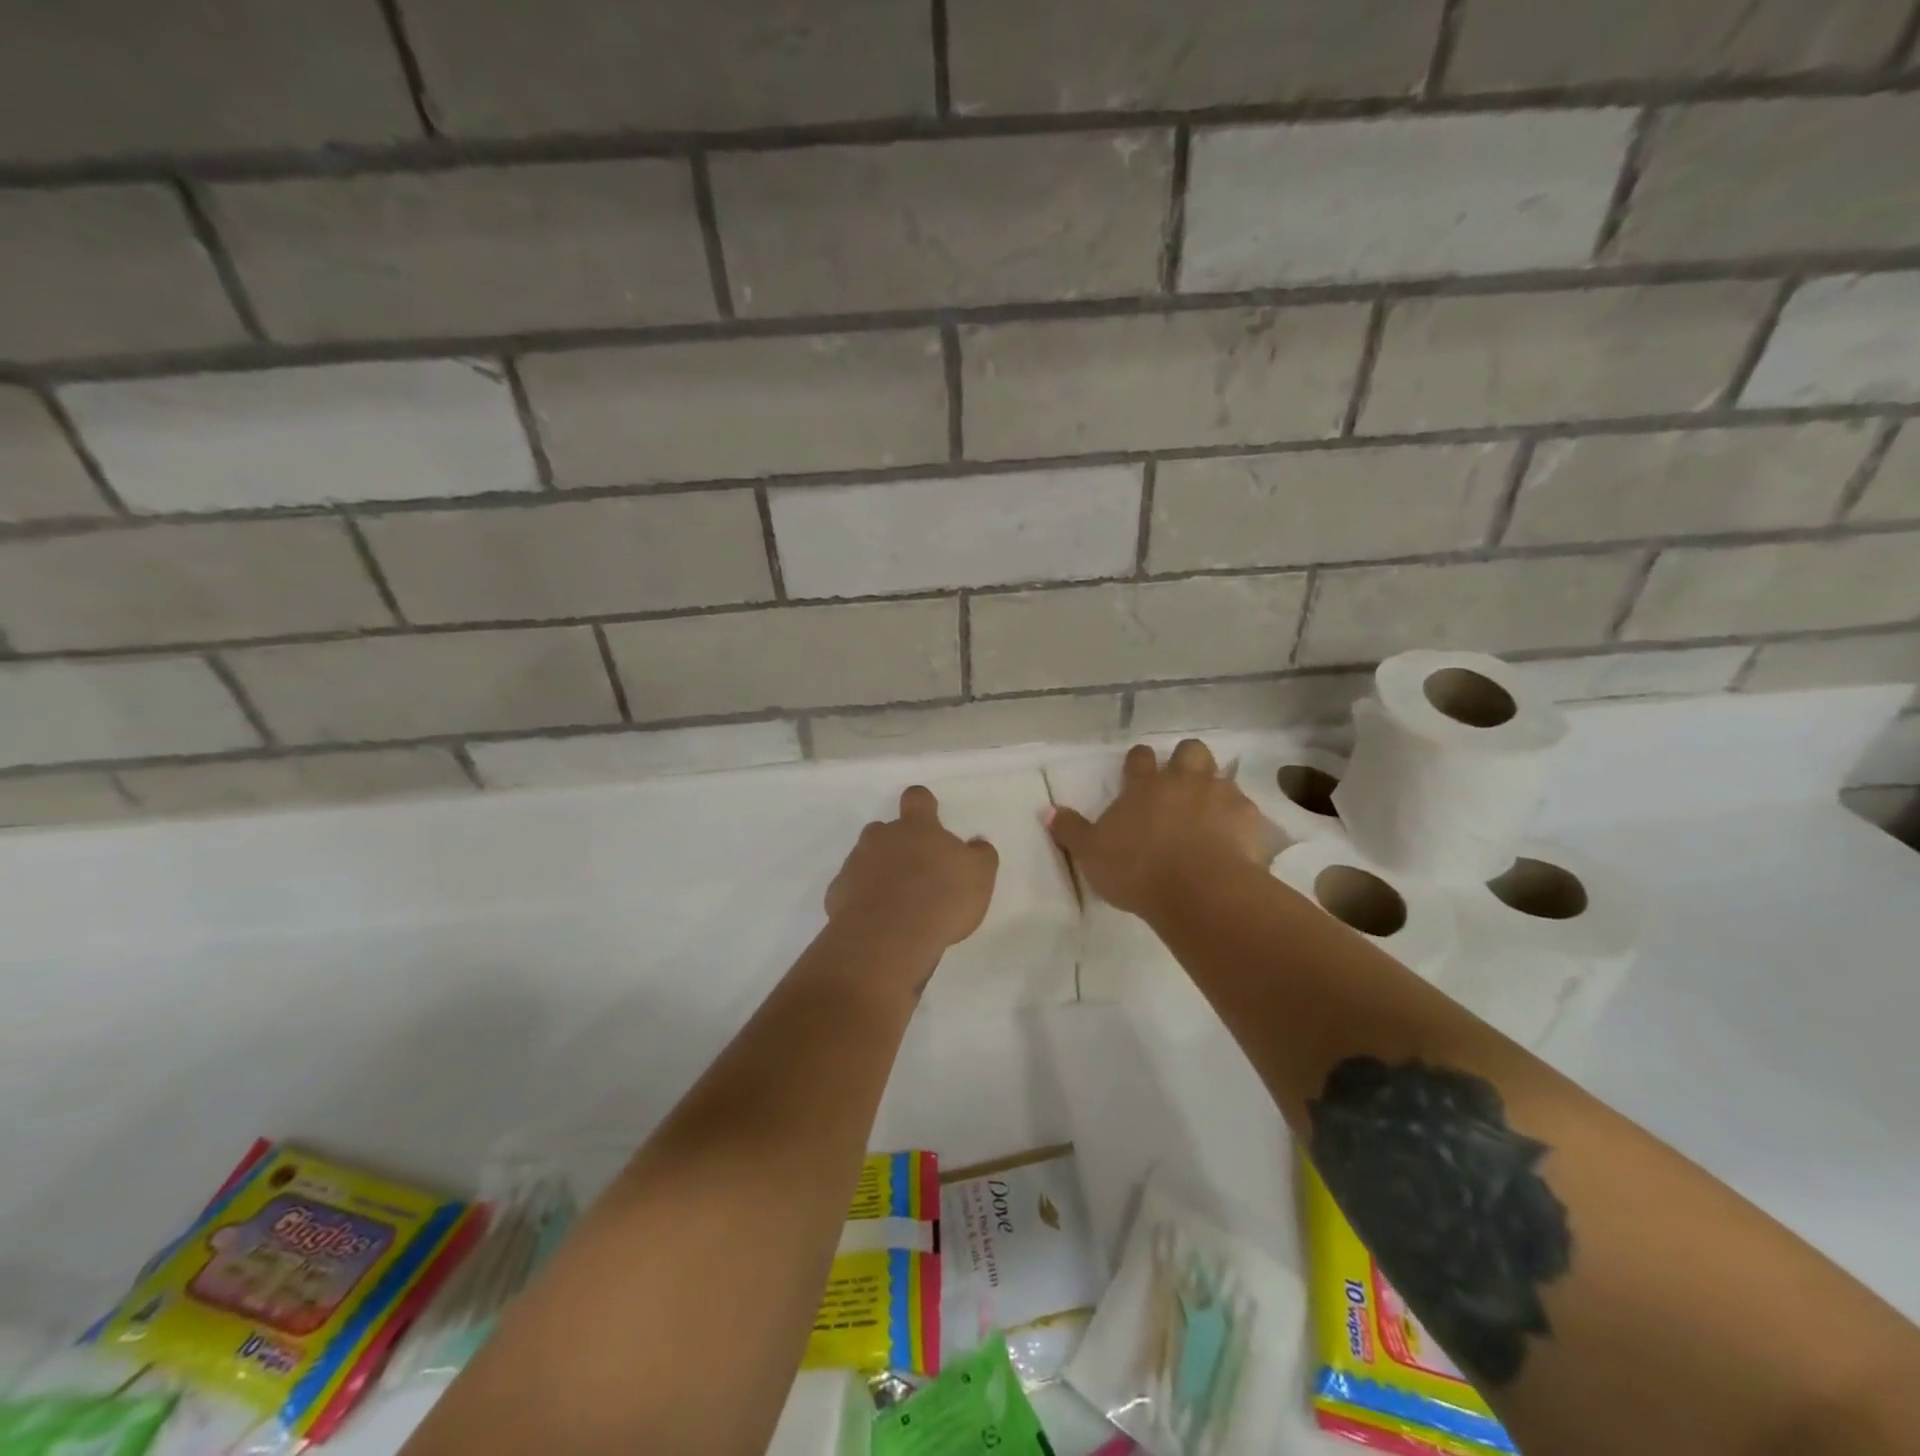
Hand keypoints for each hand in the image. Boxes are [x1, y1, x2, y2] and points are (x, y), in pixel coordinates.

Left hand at [826, 786, 998, 965]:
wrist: (888, 937)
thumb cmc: (941, 898)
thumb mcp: (979, 876)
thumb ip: (980, 855)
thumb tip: (977, 844)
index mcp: (917, 827)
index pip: (917, 798)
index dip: (922, 804)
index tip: (929, 817)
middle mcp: (882, 838)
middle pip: (885, 829)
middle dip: (897, 844)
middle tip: (915, 872)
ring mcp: (855, 864)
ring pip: (866, 859)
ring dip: (879, 872)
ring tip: (897, 903)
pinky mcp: (837, 893)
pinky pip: (850, 889)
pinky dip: (862, 900)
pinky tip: (877, 922)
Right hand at [1048, 740, 1268, 919]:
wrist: (1200, 891)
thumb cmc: (1137, 870)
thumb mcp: (1091, 854)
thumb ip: (1070, 830)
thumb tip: (1046, 810)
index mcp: (1143, 786)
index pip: (1139, 757)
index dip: (1138, 762)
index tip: (1136, 772)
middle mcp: (1183, 781)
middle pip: (1189, 750)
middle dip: (1185, 760)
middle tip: (1179, 784)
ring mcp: (1220, 795)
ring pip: (1221, 775)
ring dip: (1214, 788)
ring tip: (1208, 811)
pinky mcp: (1250, 818)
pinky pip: (1247, 809)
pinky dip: (1239, 819)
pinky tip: (1234, 839)